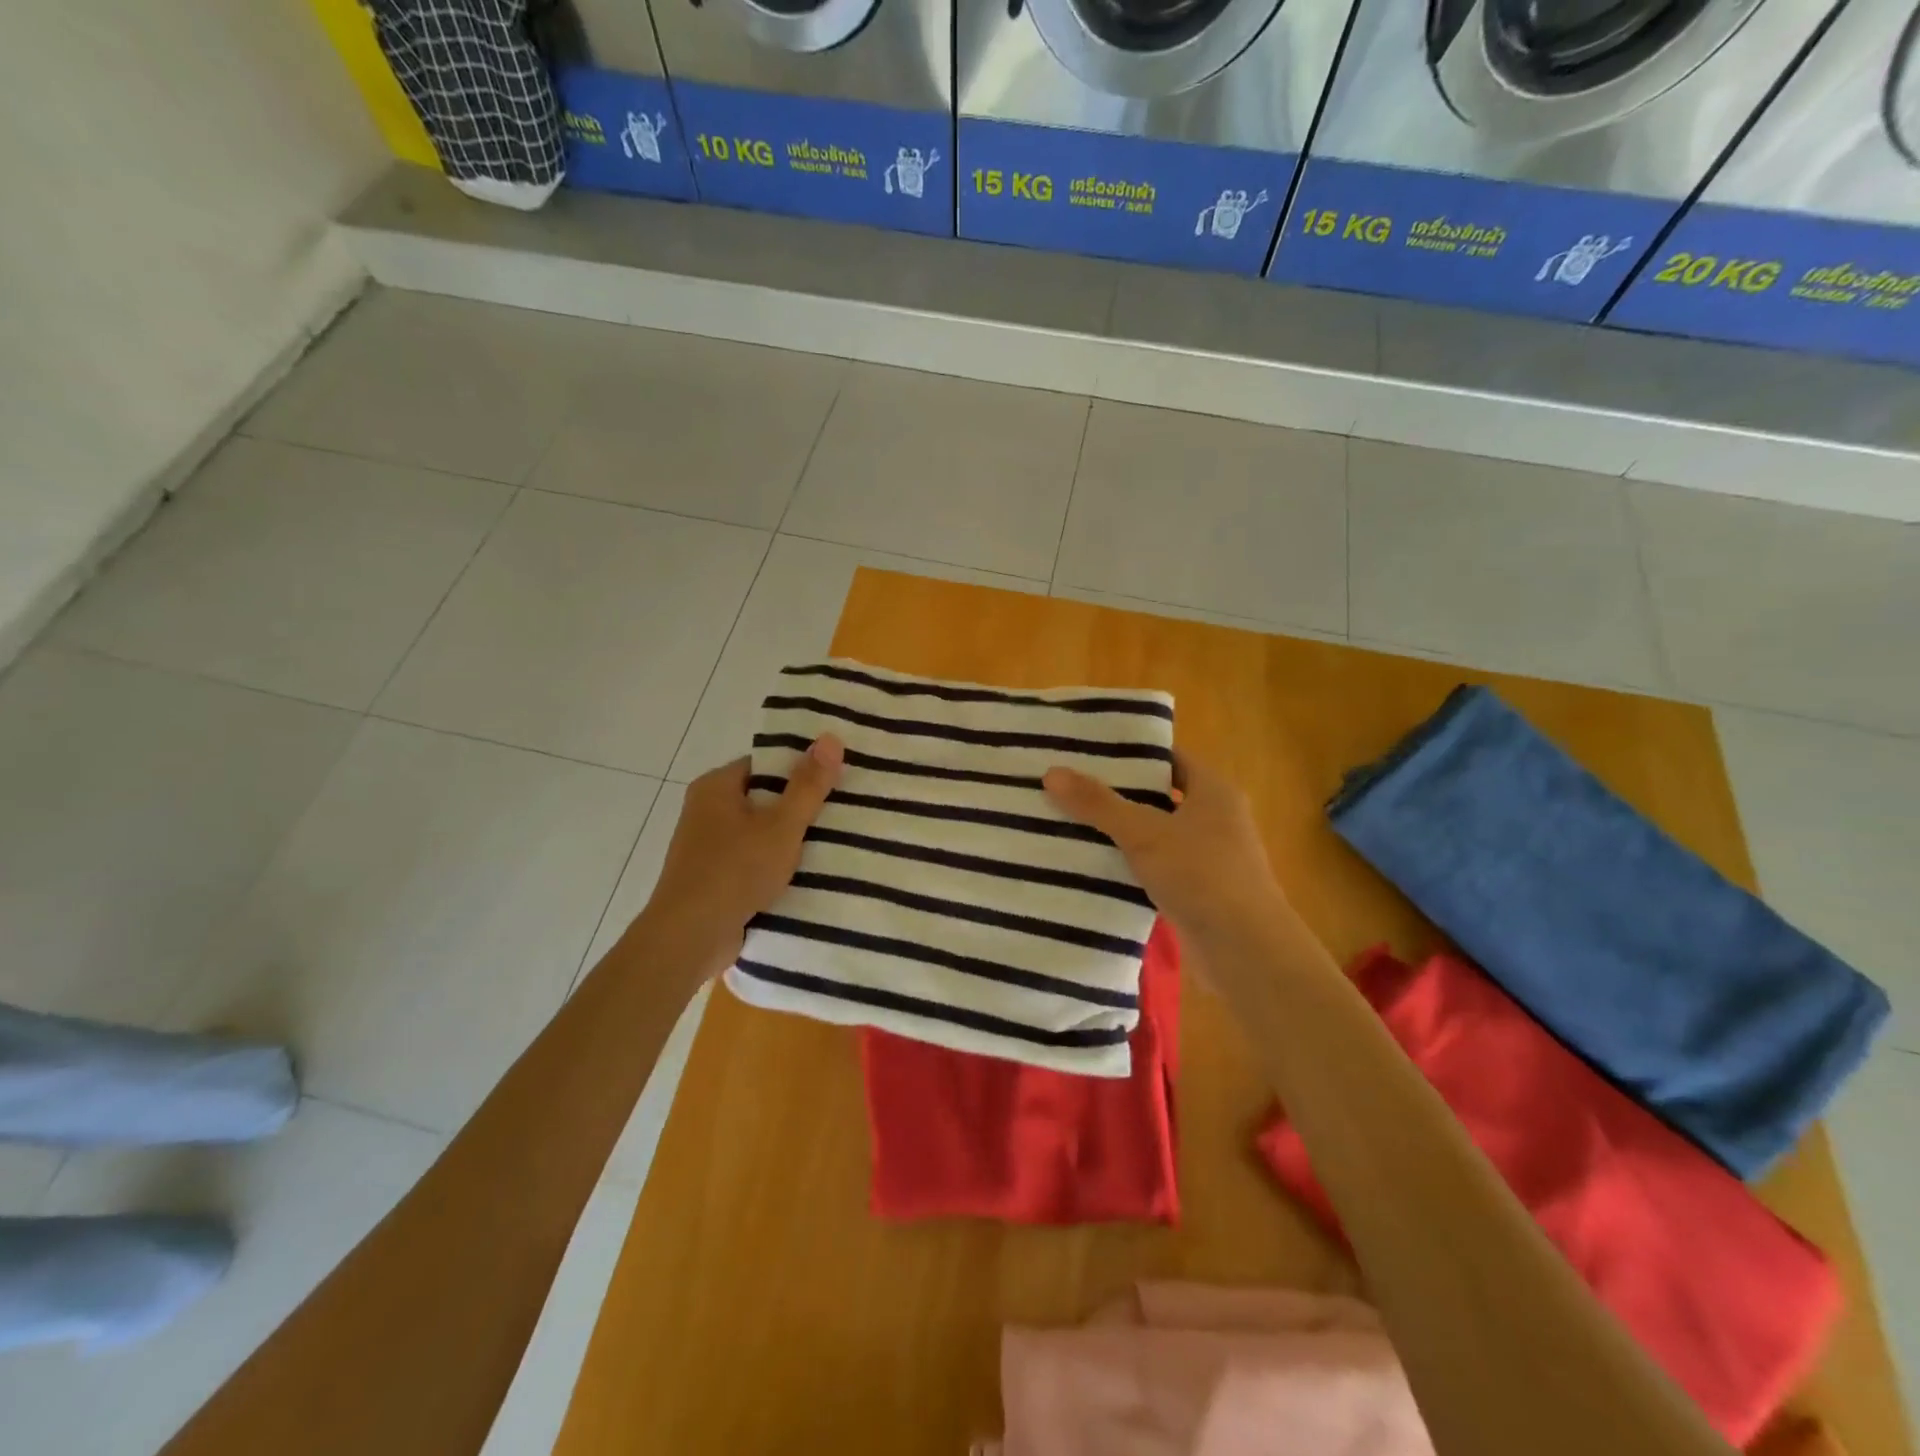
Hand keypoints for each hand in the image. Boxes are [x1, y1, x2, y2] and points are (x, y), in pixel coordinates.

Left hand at [637, 735, 844, 981]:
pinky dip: (774, 865)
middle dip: (799, 806)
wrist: (689, 938)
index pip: (765, 765)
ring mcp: (706, 847)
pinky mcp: (712, 878)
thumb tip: (831, 737)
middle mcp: (705, 811)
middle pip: (763, 798)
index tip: (834, 778)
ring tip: (833, 841)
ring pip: (759, 833)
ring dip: (788, 840)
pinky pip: (751, 861)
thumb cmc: (734, 871)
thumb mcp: (781, 825)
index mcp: (715, 787)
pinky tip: (806, 874)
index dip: (799, 768)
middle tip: (842, 809)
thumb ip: (808, 785)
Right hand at [1043, 750, 1291, 953]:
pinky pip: (1158, 866)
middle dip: (1118, 793)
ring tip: (1071, 821)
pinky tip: (1095, 865)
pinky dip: (1131, 864)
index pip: (1169, 757)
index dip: (1131, 753)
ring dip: (1122, 831)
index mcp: (1214, 791)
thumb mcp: (1144, 833)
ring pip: (1156, 833)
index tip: (1088, 751)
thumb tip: (1052, 773)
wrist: (1245, 950)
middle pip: (1159, 794)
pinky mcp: (1199, 890)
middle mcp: (1216, 817)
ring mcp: (1209, 856)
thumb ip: (1098, 804)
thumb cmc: (1201, 875)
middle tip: (1070, 786)